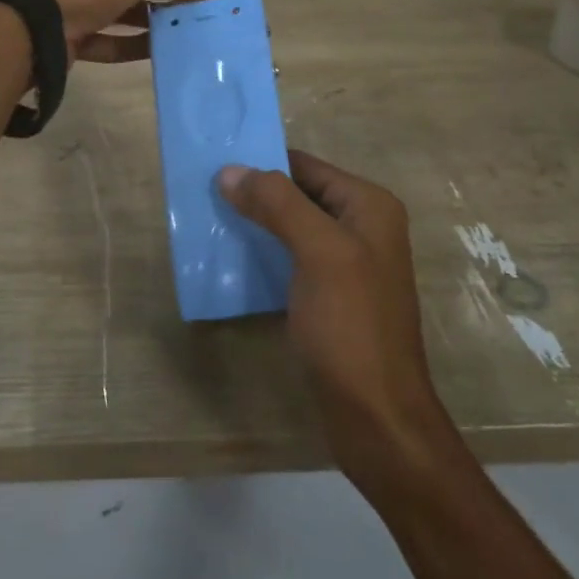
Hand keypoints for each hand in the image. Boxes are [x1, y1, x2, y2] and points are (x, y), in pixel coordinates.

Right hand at [219, 151, 456, 485]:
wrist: (376, 415)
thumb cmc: (351, 325)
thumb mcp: (319, 252)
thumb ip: (278, 203)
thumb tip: (230, 170)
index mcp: (368, 206)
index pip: (306, 166)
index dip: (262, 162)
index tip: (214, 164)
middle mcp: (362, 227)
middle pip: (298, 195)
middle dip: (254, 194)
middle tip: (203, 195)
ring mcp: (347, 264)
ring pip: (291, 228)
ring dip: (254, 226)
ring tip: (208, 224)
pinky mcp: (330, 297)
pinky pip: (290, 261)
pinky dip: (262, 257)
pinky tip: (230, 263)